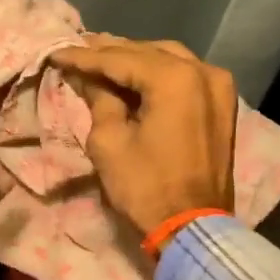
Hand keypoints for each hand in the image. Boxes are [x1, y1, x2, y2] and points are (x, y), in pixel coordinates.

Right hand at [50, 36, 236, 234]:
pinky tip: (134, 76)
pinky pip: (185, 76)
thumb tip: (88, 77)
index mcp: (175, 78)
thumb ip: (98, 99)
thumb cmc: (146, 187)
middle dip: (110, 52)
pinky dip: (158, 74)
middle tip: (78, 49)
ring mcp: (218, 86)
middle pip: (147, 52)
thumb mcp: (109, 142)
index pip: (119, 59)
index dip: (84, 56)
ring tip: (102, 60)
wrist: (193, 229)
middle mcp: (202, 71)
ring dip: (135, 60)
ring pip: (169, 59)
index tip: (56, 52)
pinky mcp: (222, 105)